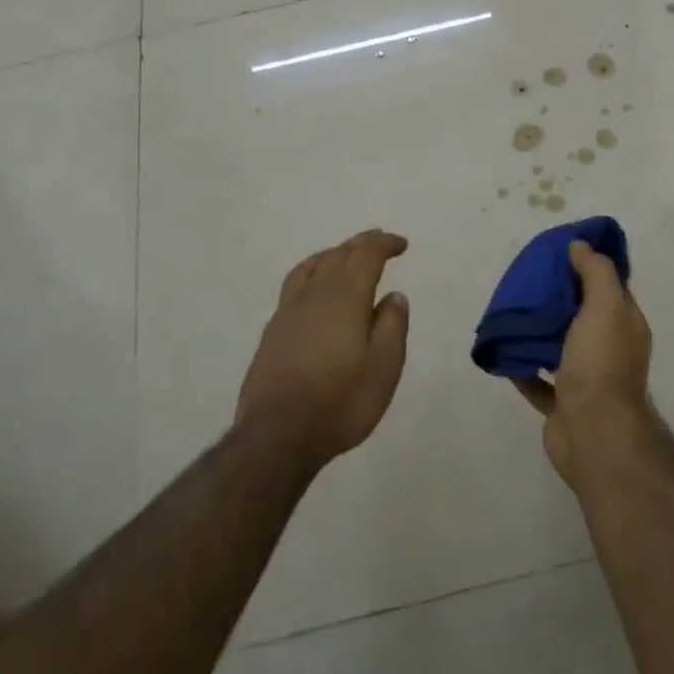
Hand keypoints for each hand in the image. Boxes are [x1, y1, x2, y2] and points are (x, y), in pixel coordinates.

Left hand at [236, 230, 410, 467]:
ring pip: (312, 266)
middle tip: (378, 240)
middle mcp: (315, 295)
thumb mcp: (384, 368)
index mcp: (346, 298)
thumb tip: (394, 296)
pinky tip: (313, 288)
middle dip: (361, 243)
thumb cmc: (341, 402)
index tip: (400, 244)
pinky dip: (311, 272)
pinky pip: (295, 284)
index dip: (384, 245)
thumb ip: (392, 326)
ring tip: (344, 254)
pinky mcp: (273, 330)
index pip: (366, 256)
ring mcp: (289, 311)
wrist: (278, 434)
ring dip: (333, 253)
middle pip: (338, 255)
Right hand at [514, 241, 653, 483]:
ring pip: (557, 346)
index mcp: (623, 325)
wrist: (594, 433)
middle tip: (526, 279)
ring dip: (537, 331)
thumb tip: (580, 246)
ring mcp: (584, 379)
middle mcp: (608, 350)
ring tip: (509, 312)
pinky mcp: (561, 404)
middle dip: (556, 298)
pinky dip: (521, 366)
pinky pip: (537, 379)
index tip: (558, 252)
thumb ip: (595, 272)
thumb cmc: (601, 364)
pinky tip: (503, 350)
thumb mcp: (605, 305)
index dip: (586, 267)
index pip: (607, 287)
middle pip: (580, 315)